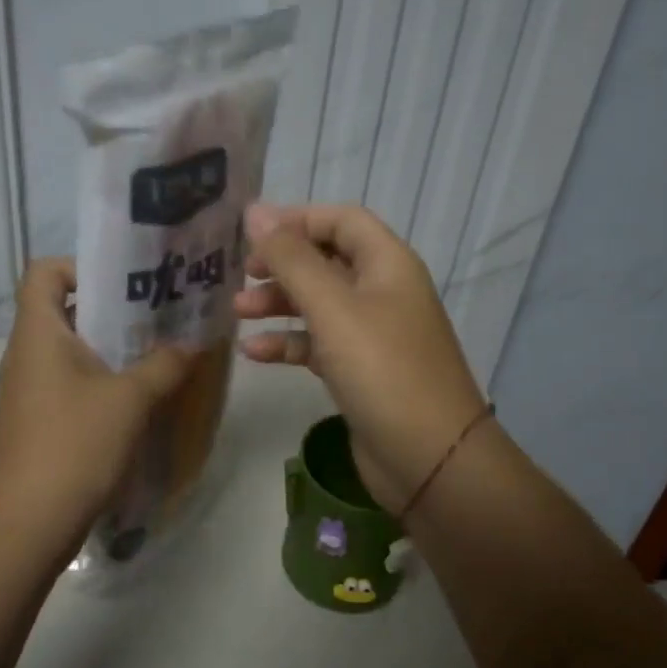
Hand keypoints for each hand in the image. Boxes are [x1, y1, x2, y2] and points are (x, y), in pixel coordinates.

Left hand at [0, 258, 194, 547]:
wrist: (28, 522)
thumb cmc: (75, 444)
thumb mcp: (131, 399)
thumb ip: (165, 364)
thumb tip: (191, 344)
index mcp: (38, 333)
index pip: (45, 271)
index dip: (82, 267)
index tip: (126, 285)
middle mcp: (26, 354)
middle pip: (63, 310)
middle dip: (111, 310)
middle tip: (158, 318)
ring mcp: (27, 391)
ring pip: (70, 351)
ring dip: (110, 349)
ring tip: (155, 356)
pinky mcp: (36, 422)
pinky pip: (69, 384)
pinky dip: (100, 382)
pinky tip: (136, 401)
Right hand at [234, 203, 486, 514]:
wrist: (428, 457)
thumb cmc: (382, 369)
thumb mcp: (332, 307)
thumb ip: (291, 258)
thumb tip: (255, 210)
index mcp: (388, 264)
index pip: (342, 220)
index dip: (298, 219)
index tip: (251, 234)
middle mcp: (382, 292)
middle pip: (327, 261)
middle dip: (282, 265)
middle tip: (242, 275)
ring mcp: (372, 334)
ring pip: (319, 305)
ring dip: (279, 304)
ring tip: (238, 312)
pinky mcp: (360, 372)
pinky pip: (318, 345)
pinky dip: (288, 344)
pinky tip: (253, 353)